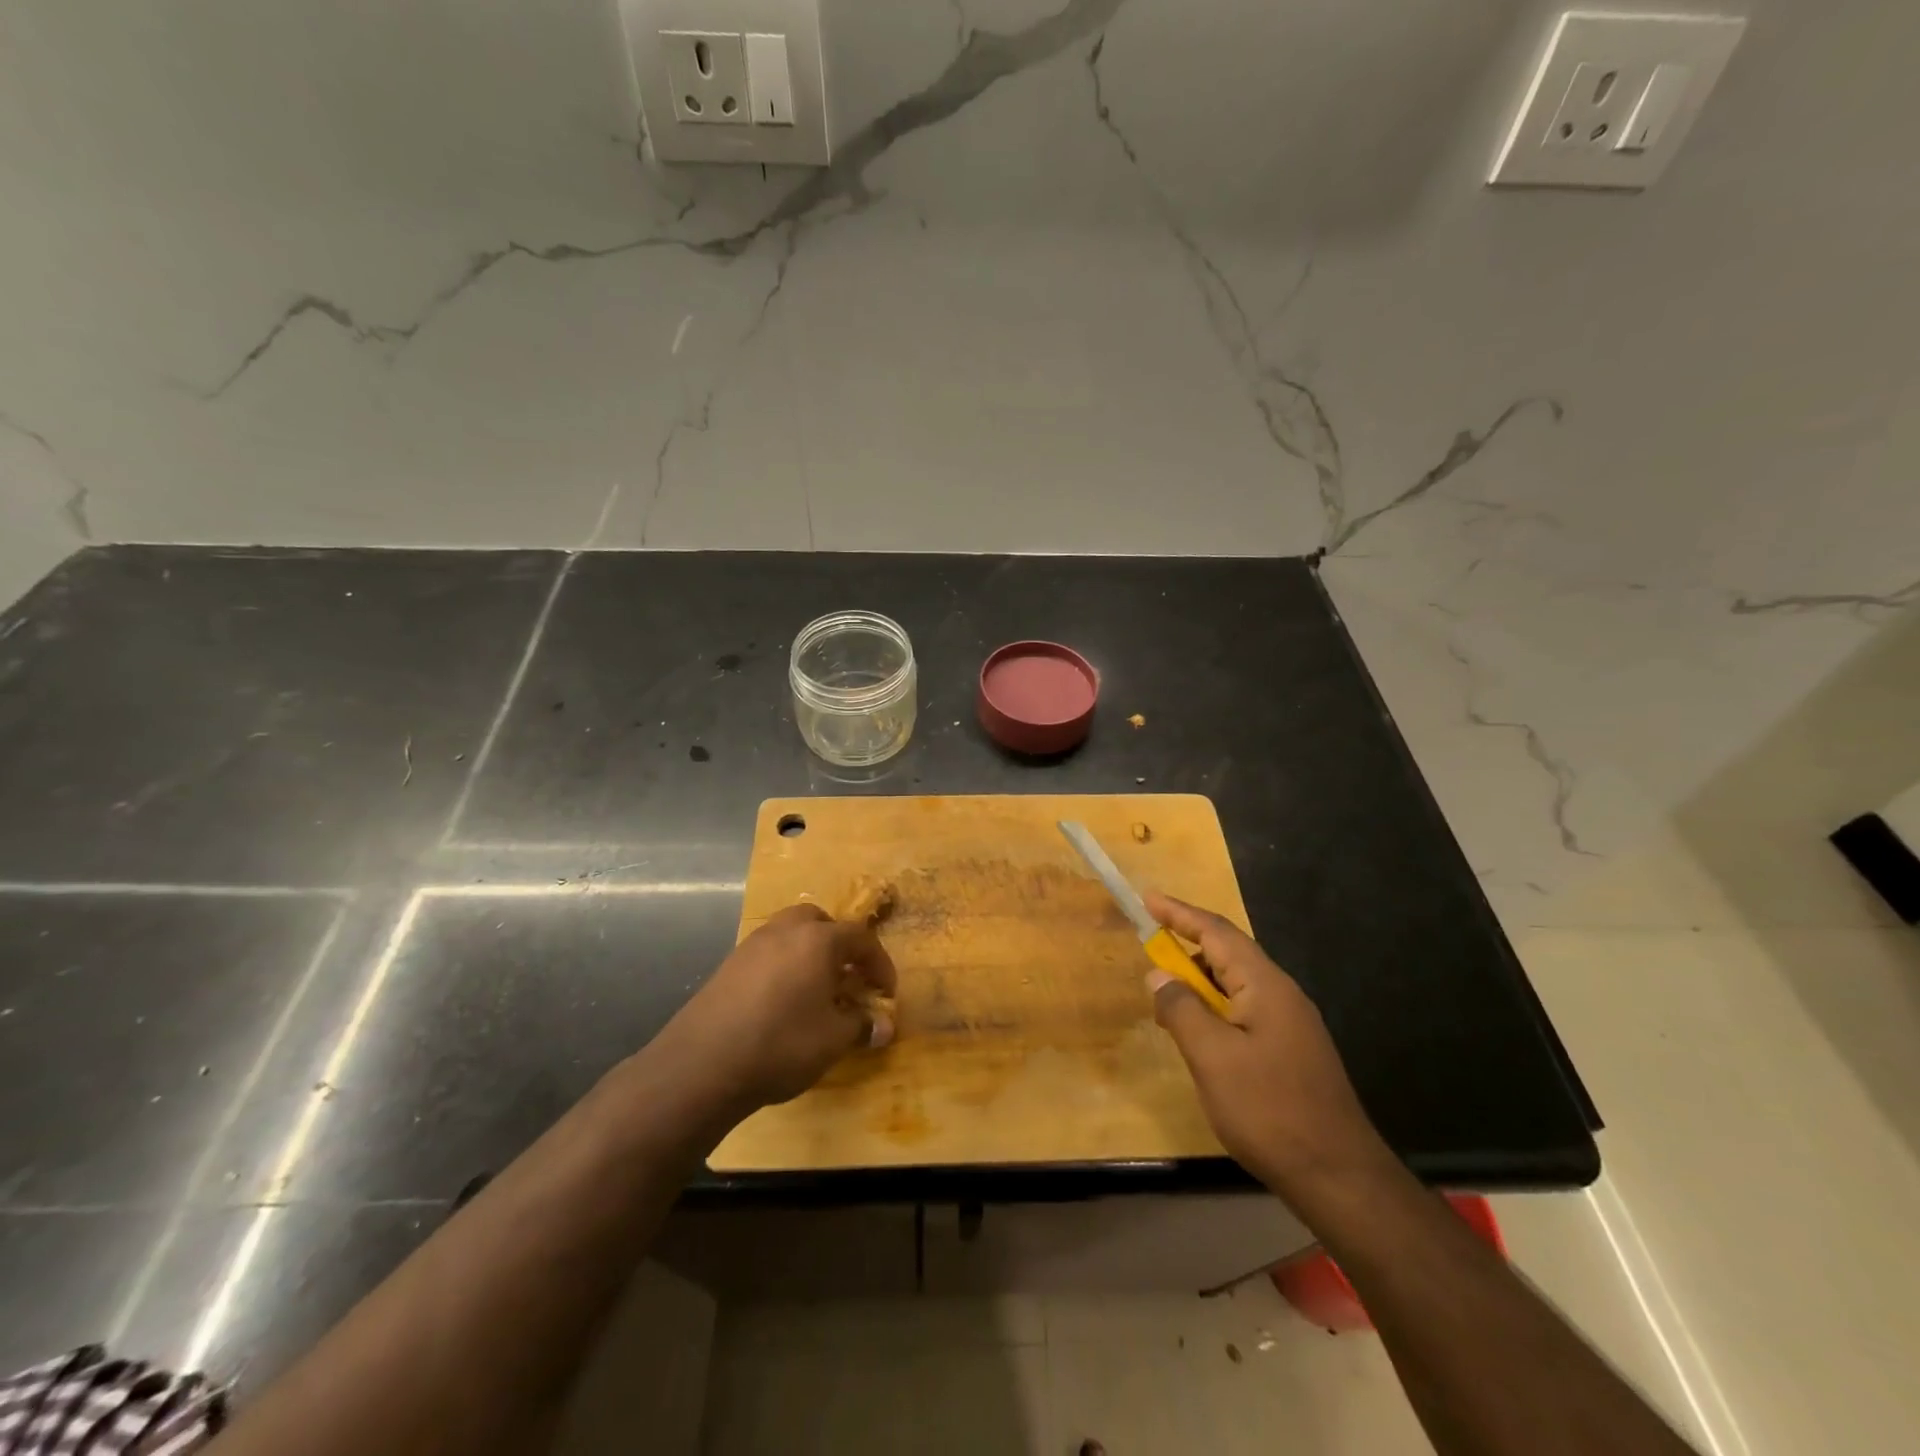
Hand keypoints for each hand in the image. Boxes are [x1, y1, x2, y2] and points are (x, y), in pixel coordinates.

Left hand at [657, 903, 897, 1116]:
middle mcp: (785, 930)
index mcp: (818, 939)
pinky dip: (784, 966)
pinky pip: (768, 954)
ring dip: (809, 954)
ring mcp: (752, 945)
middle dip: (839, 946)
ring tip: (816, 990)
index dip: (880, 964)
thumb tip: (884, 1026)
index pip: (861, 939)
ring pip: (790, 934)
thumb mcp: (833, 1039)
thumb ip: (862, 1025)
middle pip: (821, 923)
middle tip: (848, 977)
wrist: (703, 1064)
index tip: (886, 992)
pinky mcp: (728, 965)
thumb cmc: (781, 1043)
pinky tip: (783, 1002)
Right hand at [1143, 891, 1386, 1196]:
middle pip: (1228, 953)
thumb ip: (1182, 1009)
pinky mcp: (1291, 1050)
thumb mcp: (1212, 1057)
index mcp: (1265, 984)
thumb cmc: (1269, 1109)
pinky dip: (1214, 1008)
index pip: (1216, 932)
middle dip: (1186, 946)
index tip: (1147, 899)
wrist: (1338, 1176)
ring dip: (1199, 982)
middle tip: (1149, 951)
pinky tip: (1199, 1034)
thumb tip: (1159, 974)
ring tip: (1166, 998)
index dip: (1179, 913)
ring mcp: (1291, 1023)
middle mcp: (1281, 993)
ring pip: (1236, 984)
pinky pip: (1244, 1010)